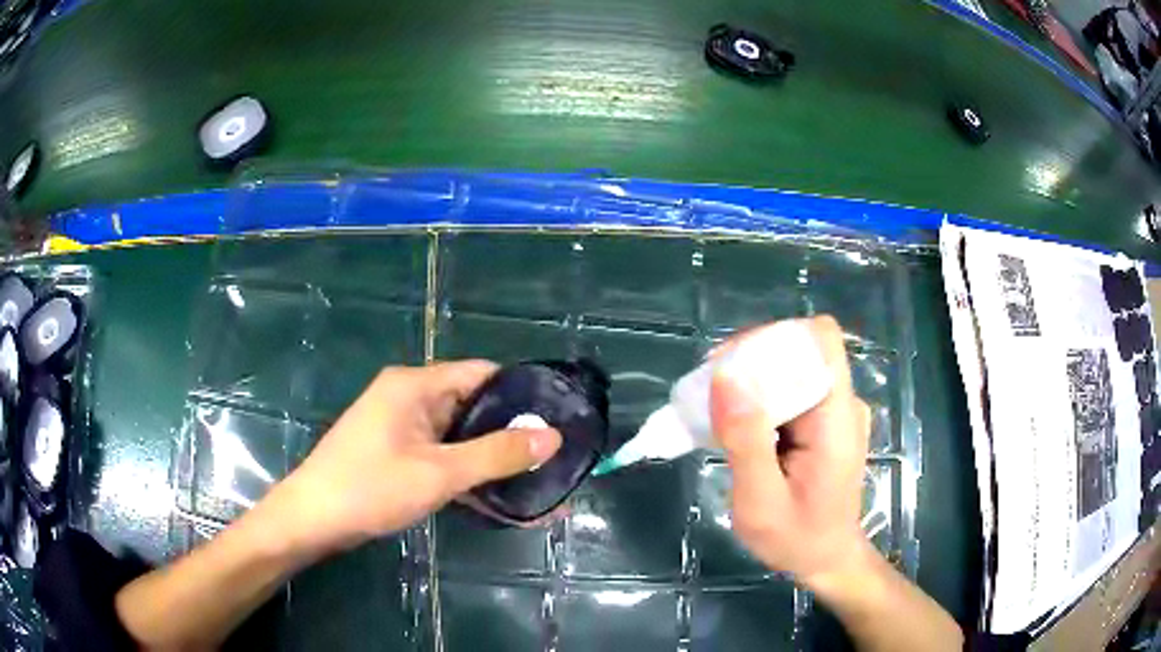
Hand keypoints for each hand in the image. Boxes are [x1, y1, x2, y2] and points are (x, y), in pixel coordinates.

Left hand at [272, 361, 562, 554]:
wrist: (312, 520)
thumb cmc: (371, 488)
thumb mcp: (439, 473)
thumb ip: (496, 454)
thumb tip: (551, 436)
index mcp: (415, 385)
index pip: (481, 374)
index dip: (520, 393)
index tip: (556, 419)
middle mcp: (409, 397)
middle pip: (471, 405)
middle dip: (510, 432)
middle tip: (551, 456)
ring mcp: (401, 427)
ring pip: (458, 435)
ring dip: (490, 457)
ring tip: (534, 478)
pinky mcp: (396, 454)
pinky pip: (442, 455)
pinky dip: (466, 472)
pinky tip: (496, 494)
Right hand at [711, 316, 872, 588]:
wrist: (827, 560)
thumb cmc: (797, 539)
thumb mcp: (761, 501)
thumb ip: (746, 441)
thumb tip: (725, 378)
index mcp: (837, 417)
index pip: (820, 338)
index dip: (774, 338)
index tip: (731, 368)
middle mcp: (842, 403)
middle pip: (799, 350)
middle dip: (750, 362)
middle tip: (708, 395)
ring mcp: (835, 412)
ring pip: (791, 369)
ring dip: (751, 382)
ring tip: (714, 412)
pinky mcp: (823, 422)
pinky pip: (790, 391)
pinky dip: (759, 400)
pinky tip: (736, 426)